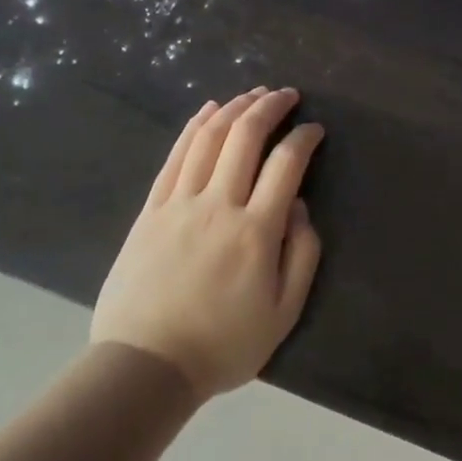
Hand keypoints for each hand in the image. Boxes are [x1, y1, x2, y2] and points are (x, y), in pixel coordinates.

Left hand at [92, 87, 325, 396]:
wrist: (146, 366)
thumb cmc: (223, 344)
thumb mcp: (284, 312)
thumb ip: (302, 254)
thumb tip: (299, 206)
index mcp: (256, 231)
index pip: (286, 163)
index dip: (304, 137)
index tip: (315, 129)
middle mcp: (219, 205)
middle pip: (245, 137)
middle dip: (270, 106)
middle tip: (287, 95)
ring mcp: (180, 204)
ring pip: (209, 138)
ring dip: (235, 108)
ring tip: (253, 94)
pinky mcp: (151, 210)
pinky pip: (175, 157)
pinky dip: (195, 126)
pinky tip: (210, 110)